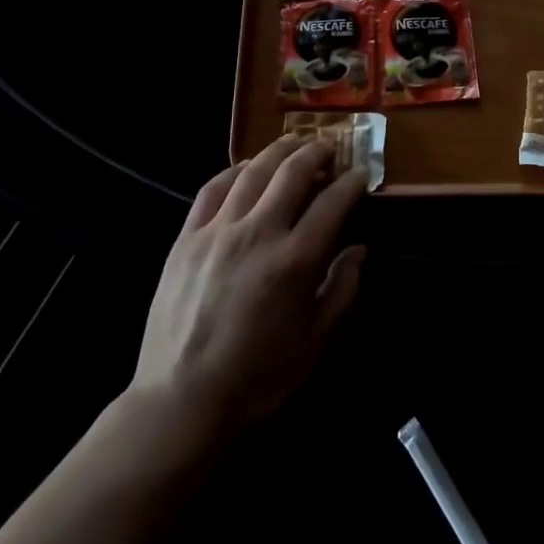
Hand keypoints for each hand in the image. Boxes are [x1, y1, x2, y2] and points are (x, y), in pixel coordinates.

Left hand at [132, 136, 367, 440]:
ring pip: (252, 171)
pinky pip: (212, 189)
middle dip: (317, 152)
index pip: (333, 202)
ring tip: (293, 143)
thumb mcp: (315, 342)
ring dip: (278, 151)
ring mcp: (218, 231)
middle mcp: (258, 233)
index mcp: (294, 260)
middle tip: (329, 147)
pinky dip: (234, 170)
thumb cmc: (257, 377)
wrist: (181, 400)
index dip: (352, 183)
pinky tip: (245, 168)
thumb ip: (342, 290)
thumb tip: (359, 250)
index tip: (361, 174)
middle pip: (293, 172)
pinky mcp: (187, 237)